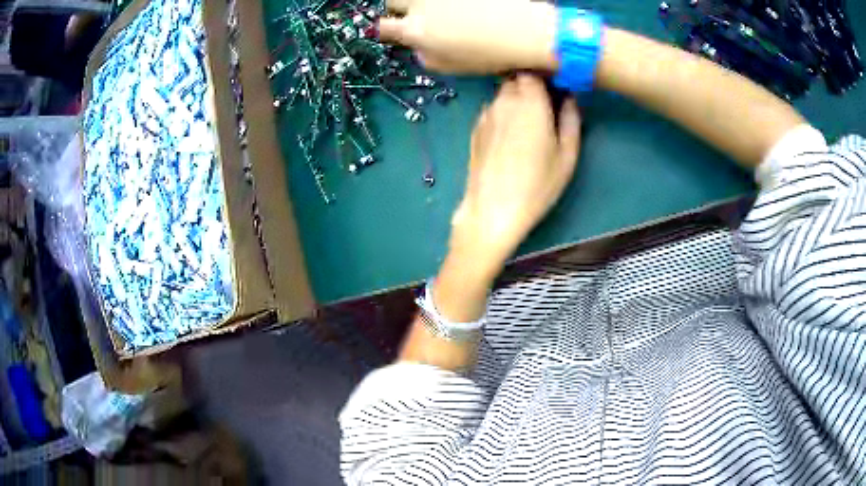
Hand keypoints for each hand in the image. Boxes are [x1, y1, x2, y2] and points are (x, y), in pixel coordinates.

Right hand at [378, 0, 556, 73]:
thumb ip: (425, 56)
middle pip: (392, 0)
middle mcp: (420, 4)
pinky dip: (445, 0)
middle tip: (417, 14)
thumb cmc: (490, 54)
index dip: (383, 29)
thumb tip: (417, 46)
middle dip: (399, 8)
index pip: (382, 27)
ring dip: (421, 2)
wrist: (526, 28)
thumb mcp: (452, 67)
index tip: (389, 30)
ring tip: (441, 9)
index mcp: (415, 30)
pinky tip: (462, 6)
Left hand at [449, 74, 580, 275]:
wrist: (493, 208)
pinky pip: (493, 108)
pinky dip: (504, 111)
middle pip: (516, 78)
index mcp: (530, 101)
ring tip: (530, 121)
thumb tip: (570, 98)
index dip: (545, 75)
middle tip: (546, 104)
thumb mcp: (567, 155)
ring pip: (503, 93)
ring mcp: (486, 113)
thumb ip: (571, 120)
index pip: (533, 71)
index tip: (557, 87)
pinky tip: (511, 134)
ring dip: (517, 98)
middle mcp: (504, 100)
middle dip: (531, 85)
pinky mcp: (476, 128)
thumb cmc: (537, 184)